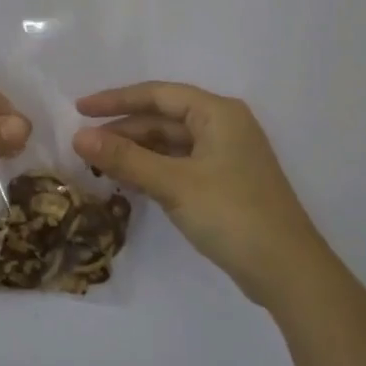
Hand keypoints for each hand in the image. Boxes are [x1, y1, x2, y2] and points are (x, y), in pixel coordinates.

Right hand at [73, 82, 329, 309]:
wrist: (287, 270)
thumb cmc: (232, 214)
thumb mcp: (173, 184)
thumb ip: (125, 158)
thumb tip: (78, 137)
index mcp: (218, 113)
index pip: (158, 95)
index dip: (116, 100)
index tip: (79, 109)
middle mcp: (223, 127)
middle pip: (163, 118)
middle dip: (123, 130)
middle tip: (83, 144)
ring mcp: (225, 157)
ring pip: (170, 144)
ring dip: (136, 152)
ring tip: (97, 164)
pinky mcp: (224, 183)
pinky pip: (179, 165)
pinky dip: (152, 170)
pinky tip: (127, 181)